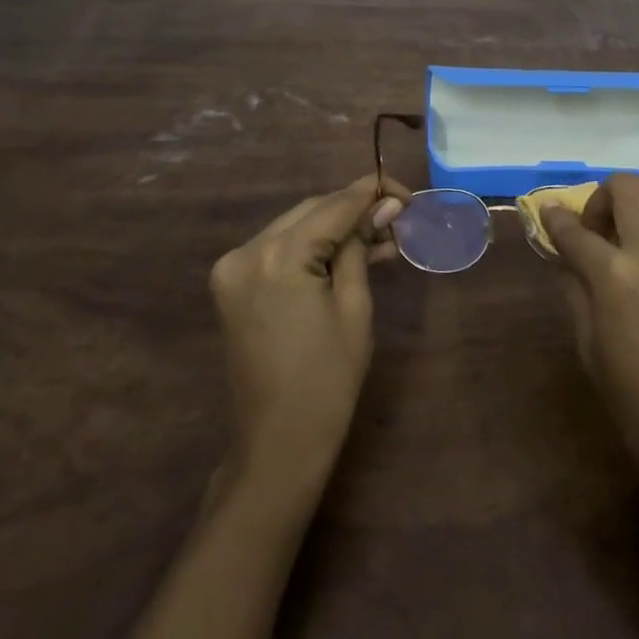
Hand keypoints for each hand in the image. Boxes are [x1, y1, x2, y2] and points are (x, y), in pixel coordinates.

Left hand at [209, 175, 407, 502]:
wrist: (277, 444)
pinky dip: (311, 247)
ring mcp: (233, 268)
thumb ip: (362, 246)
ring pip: (295, 227)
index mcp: (278, 257)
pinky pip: (279, 249)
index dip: (373, 194)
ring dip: (335, 228)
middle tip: (397, 220)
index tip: (407, 195)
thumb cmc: (327, 379)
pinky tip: (346, 255)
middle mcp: (247, 252)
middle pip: (312, 211)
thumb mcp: (355, 306)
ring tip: (380, 241)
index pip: (334, 206)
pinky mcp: (232, 285)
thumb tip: (385, 205)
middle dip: (355, 211)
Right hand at [541, 173, 638, 528]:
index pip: (576, 230)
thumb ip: (577, 293)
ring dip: (635, 216)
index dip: (555, 218)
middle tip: (594, 233)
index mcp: (617, 276)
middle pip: (628, 188)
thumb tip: (570, 260)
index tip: (547, 213)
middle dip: (602, 198)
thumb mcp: (592, 353)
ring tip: (625, 254)